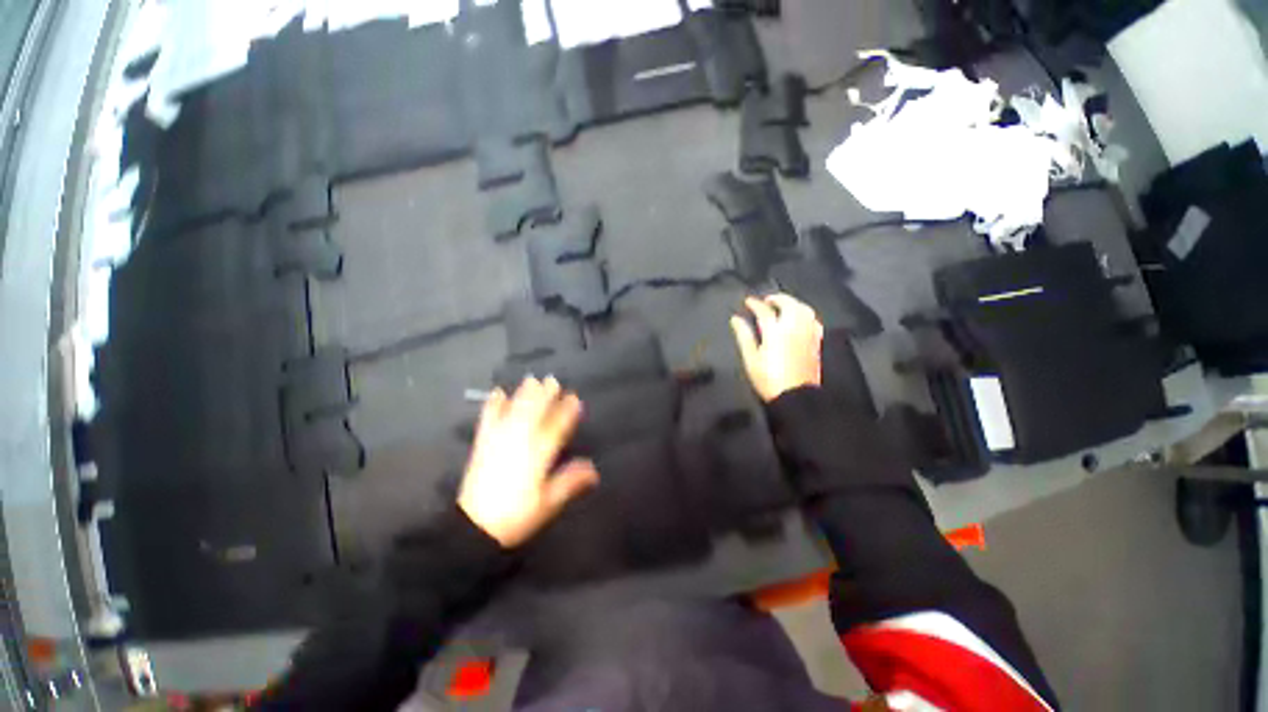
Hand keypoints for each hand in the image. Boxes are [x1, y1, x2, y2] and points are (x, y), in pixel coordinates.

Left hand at [458, 378, 598, 547]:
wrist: (474, 526)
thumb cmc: (516, 516)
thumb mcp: (548, 503)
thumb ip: (570, 482)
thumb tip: (594, 470)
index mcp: (537, 455)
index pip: (556, 428)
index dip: (566, 412)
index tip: (574, 398)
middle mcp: (519, 442)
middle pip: (534, 413)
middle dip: (545, 396)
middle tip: (553, 381)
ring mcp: (499, 441)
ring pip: (514, 411)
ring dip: (524, 395)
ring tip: (532, 380)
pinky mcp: (483, 444)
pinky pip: (489, 419)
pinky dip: (493, 405)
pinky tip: (497, 393)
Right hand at [730, 294, 823, 402]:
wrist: (795, 396)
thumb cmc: (769, 379)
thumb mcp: (751, 359)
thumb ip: (744, 336)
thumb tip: (736, 320)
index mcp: (775, 332)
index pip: (764, 310)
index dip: (755, 303)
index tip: (748, 301)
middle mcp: (794, 328)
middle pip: (788, 303)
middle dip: (777, 298)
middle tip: (766, 301)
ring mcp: (808, 333)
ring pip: (803, 309)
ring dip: (792, 303)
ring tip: (782, 306)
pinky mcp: (816, 341)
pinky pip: (813, 320)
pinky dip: (804, 314)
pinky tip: (799, 319)